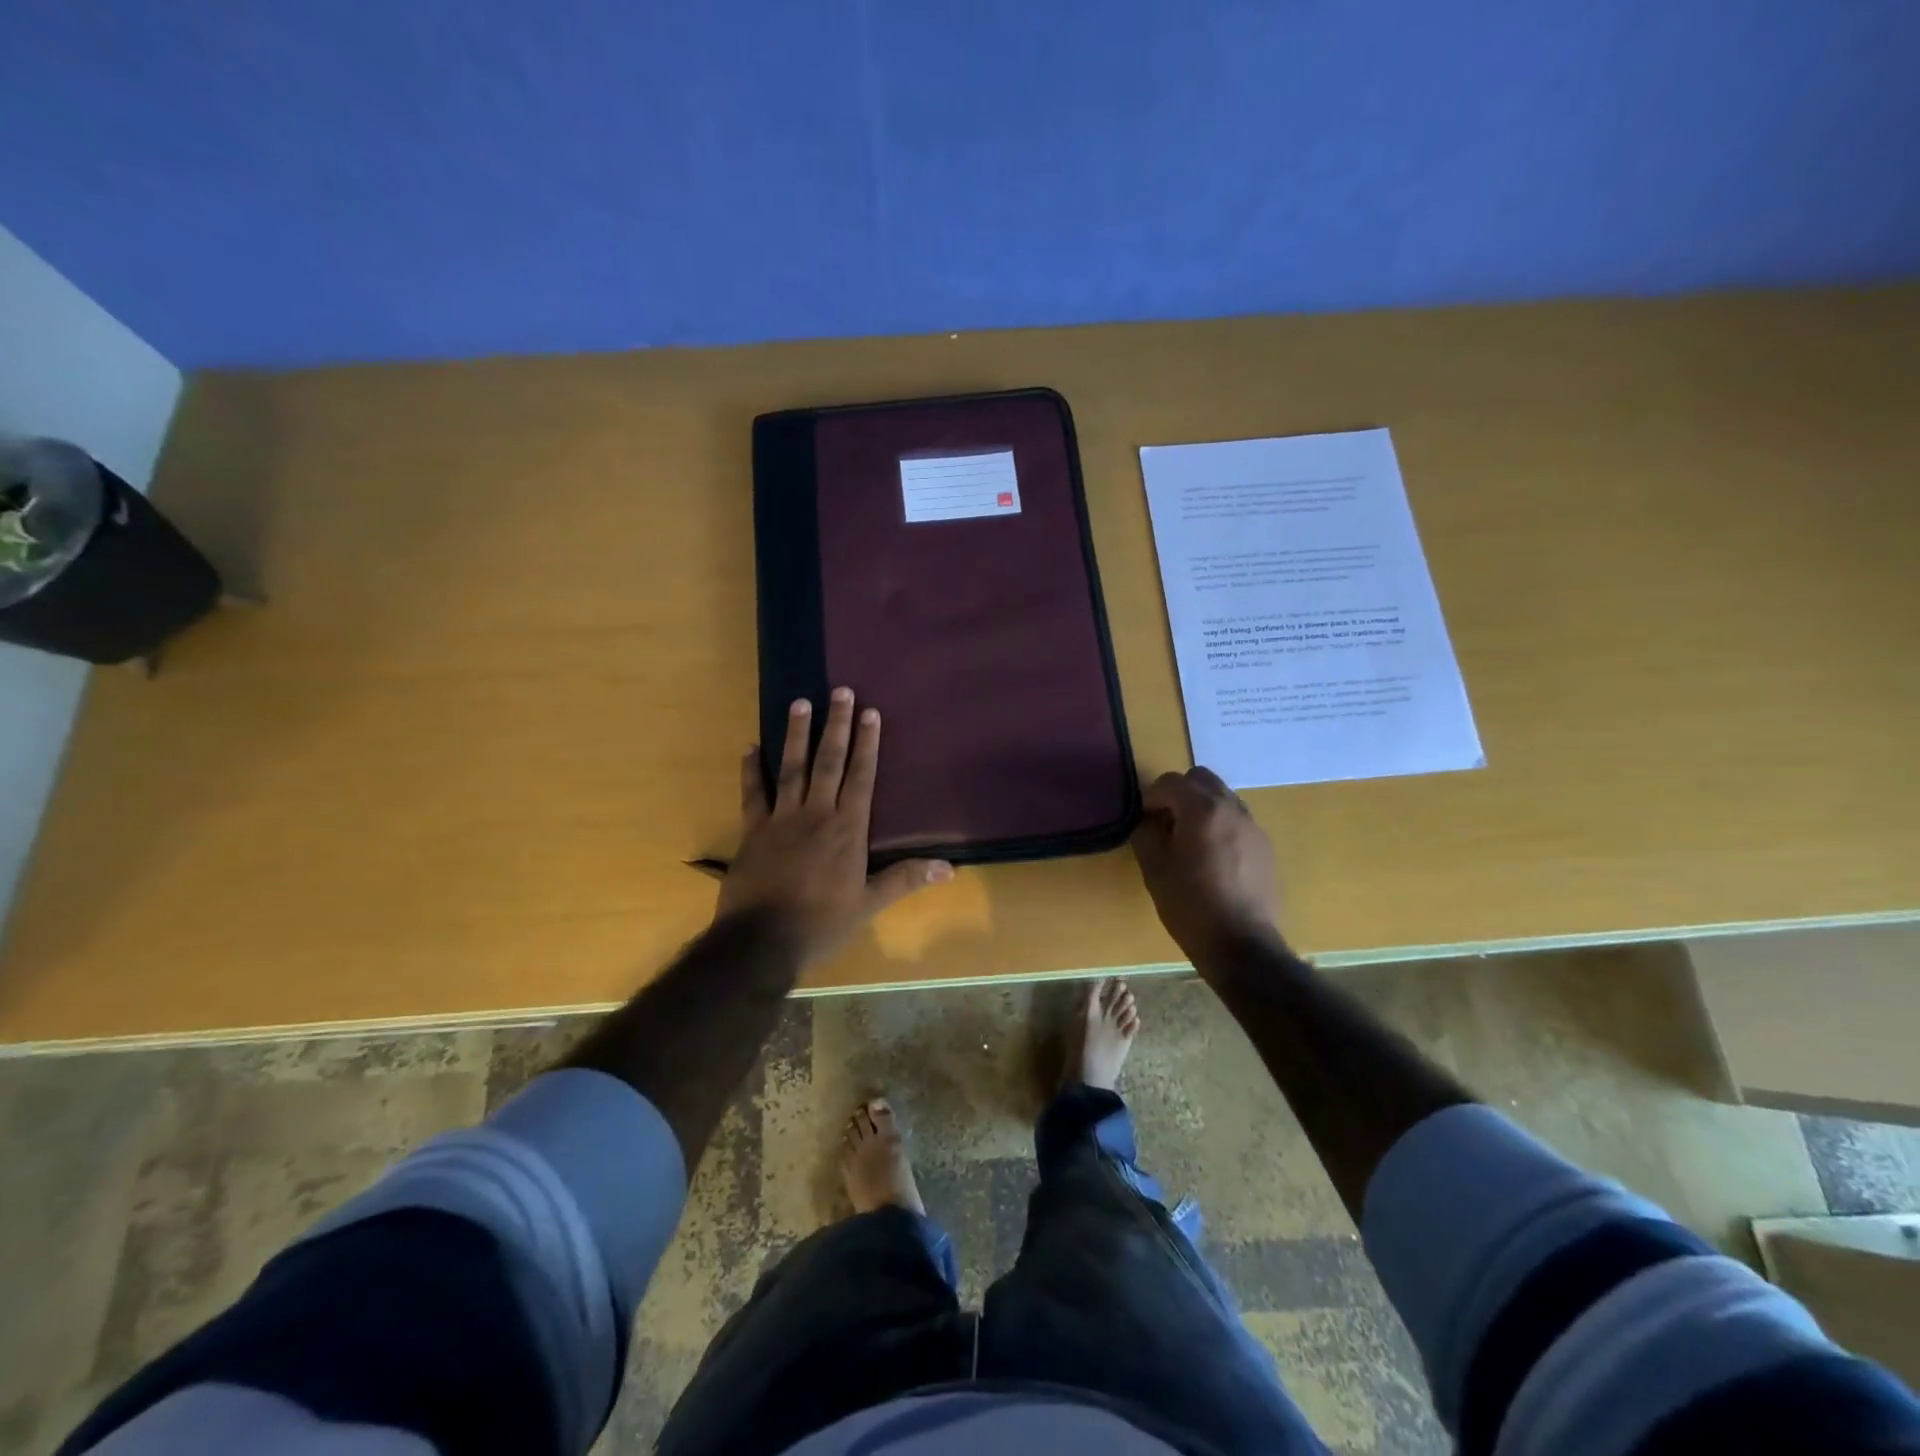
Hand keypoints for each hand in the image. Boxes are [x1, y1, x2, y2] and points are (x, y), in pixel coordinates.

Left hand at [716, 688, 951, 963]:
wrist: (761, 941)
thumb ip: (905, 880)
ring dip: (797, 734)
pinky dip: (752, 769)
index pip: (861, 777)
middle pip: (829, 761)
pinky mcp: (753, 830)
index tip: (869, 712)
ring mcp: (782, 819)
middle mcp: (816, 814)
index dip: (867, 743)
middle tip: (840, 691)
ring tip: (799, 702)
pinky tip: (750, 746)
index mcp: (847, 829)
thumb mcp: (868, 905)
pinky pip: (753, 793)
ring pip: (792, 767)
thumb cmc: (821, 924)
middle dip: (836, 725)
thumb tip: (949, 868)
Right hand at [1131, 767, 1283, 971]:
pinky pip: (1237, 820)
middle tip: (1165, 822)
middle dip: (1179, 793)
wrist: (1242, 945)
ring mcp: (1253, 826)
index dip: (1151, 797)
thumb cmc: (1191, 906)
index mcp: (1202, 810)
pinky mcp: (1265, 847)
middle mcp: (1232, 808)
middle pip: (1201, 779)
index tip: (1143, 819)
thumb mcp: (1155, 870)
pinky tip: (1212, 858)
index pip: (1170, 781)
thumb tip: (1147, 822)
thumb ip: (1146, 835)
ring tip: (1189, 840)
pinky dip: (1220, 825)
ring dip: (1202, 807)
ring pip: (1222, 797)